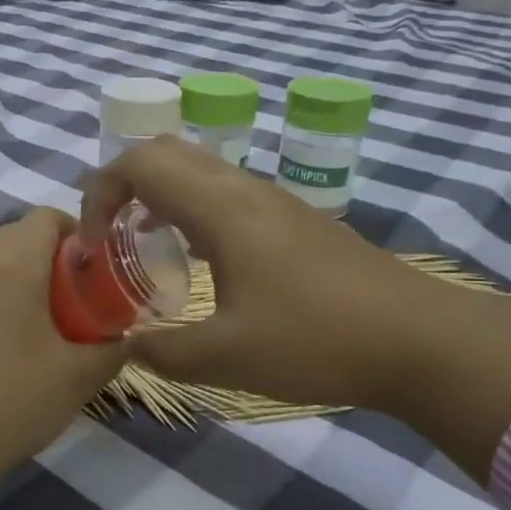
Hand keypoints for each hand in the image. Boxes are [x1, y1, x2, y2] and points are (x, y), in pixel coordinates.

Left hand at [0, 208, 129, 487]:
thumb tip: (129, 338)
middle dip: (51, 257)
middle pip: (19, 235)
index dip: (78, 234)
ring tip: (42, 322)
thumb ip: (113, 348)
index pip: (47, 217)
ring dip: (20, 276)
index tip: (95, 270)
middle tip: (75, 298)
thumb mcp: (79, 376)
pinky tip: (5, 343)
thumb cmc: (16, 397)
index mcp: (12, 262)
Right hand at [80, 138, 510, 481]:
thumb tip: (126, 346)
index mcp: (219, 208)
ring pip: (198, 169)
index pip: (138, 164)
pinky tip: (200, 260)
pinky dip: (191, 208)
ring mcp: (272, 200)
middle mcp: (242, 189)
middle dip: (124, 185)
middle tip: (111, 236)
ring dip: (159, 196)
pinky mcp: (293, 219)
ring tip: (146, 248)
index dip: (99, 194)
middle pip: (166, 152)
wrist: (418, 339)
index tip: (92, 243)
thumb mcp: (227, 357)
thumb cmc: (316, 340)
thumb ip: (163, 351)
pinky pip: (224, 191)